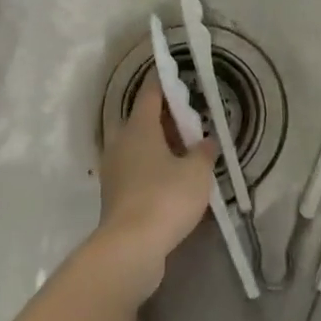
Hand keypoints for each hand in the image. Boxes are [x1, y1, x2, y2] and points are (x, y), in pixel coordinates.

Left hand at [94, 78, 218, 297]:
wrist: (130, 248)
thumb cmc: (165, 198)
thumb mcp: (197, 172)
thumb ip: (204, 152)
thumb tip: (206, 141)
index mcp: (138, 127)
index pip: (150, 92)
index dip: (165, 81)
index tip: (177, 72)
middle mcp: (120, 142)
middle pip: (141, 118)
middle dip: (163, 116)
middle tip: (188, 119)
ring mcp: (114, 169)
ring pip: (136, 145)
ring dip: (157, 143)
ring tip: (185, 150)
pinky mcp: (115, 194)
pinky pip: (135, 169)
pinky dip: (152, 166)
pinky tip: (172, 178)